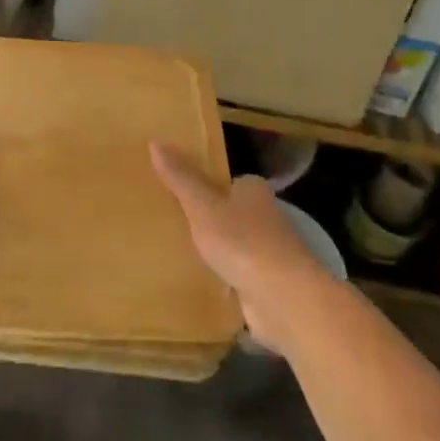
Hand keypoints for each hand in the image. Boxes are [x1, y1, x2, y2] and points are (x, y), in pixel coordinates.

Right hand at [151, 141, 332, 355]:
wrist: (284, 299)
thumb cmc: (242, 242)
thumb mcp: (202, 205)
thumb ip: (180, 177)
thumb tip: (155, 141)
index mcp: (253, 191)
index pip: (228, 182)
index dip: (205, 187)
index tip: (178, 194)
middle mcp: (265, 218)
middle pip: (230, 214)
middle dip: (208, 221)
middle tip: (170, 223)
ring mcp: (268, 254)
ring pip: (233, 247)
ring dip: (215, 253)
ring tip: (176, 254)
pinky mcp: (266, 286)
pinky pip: (236, 277)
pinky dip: (221, 280)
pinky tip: (198, 284)